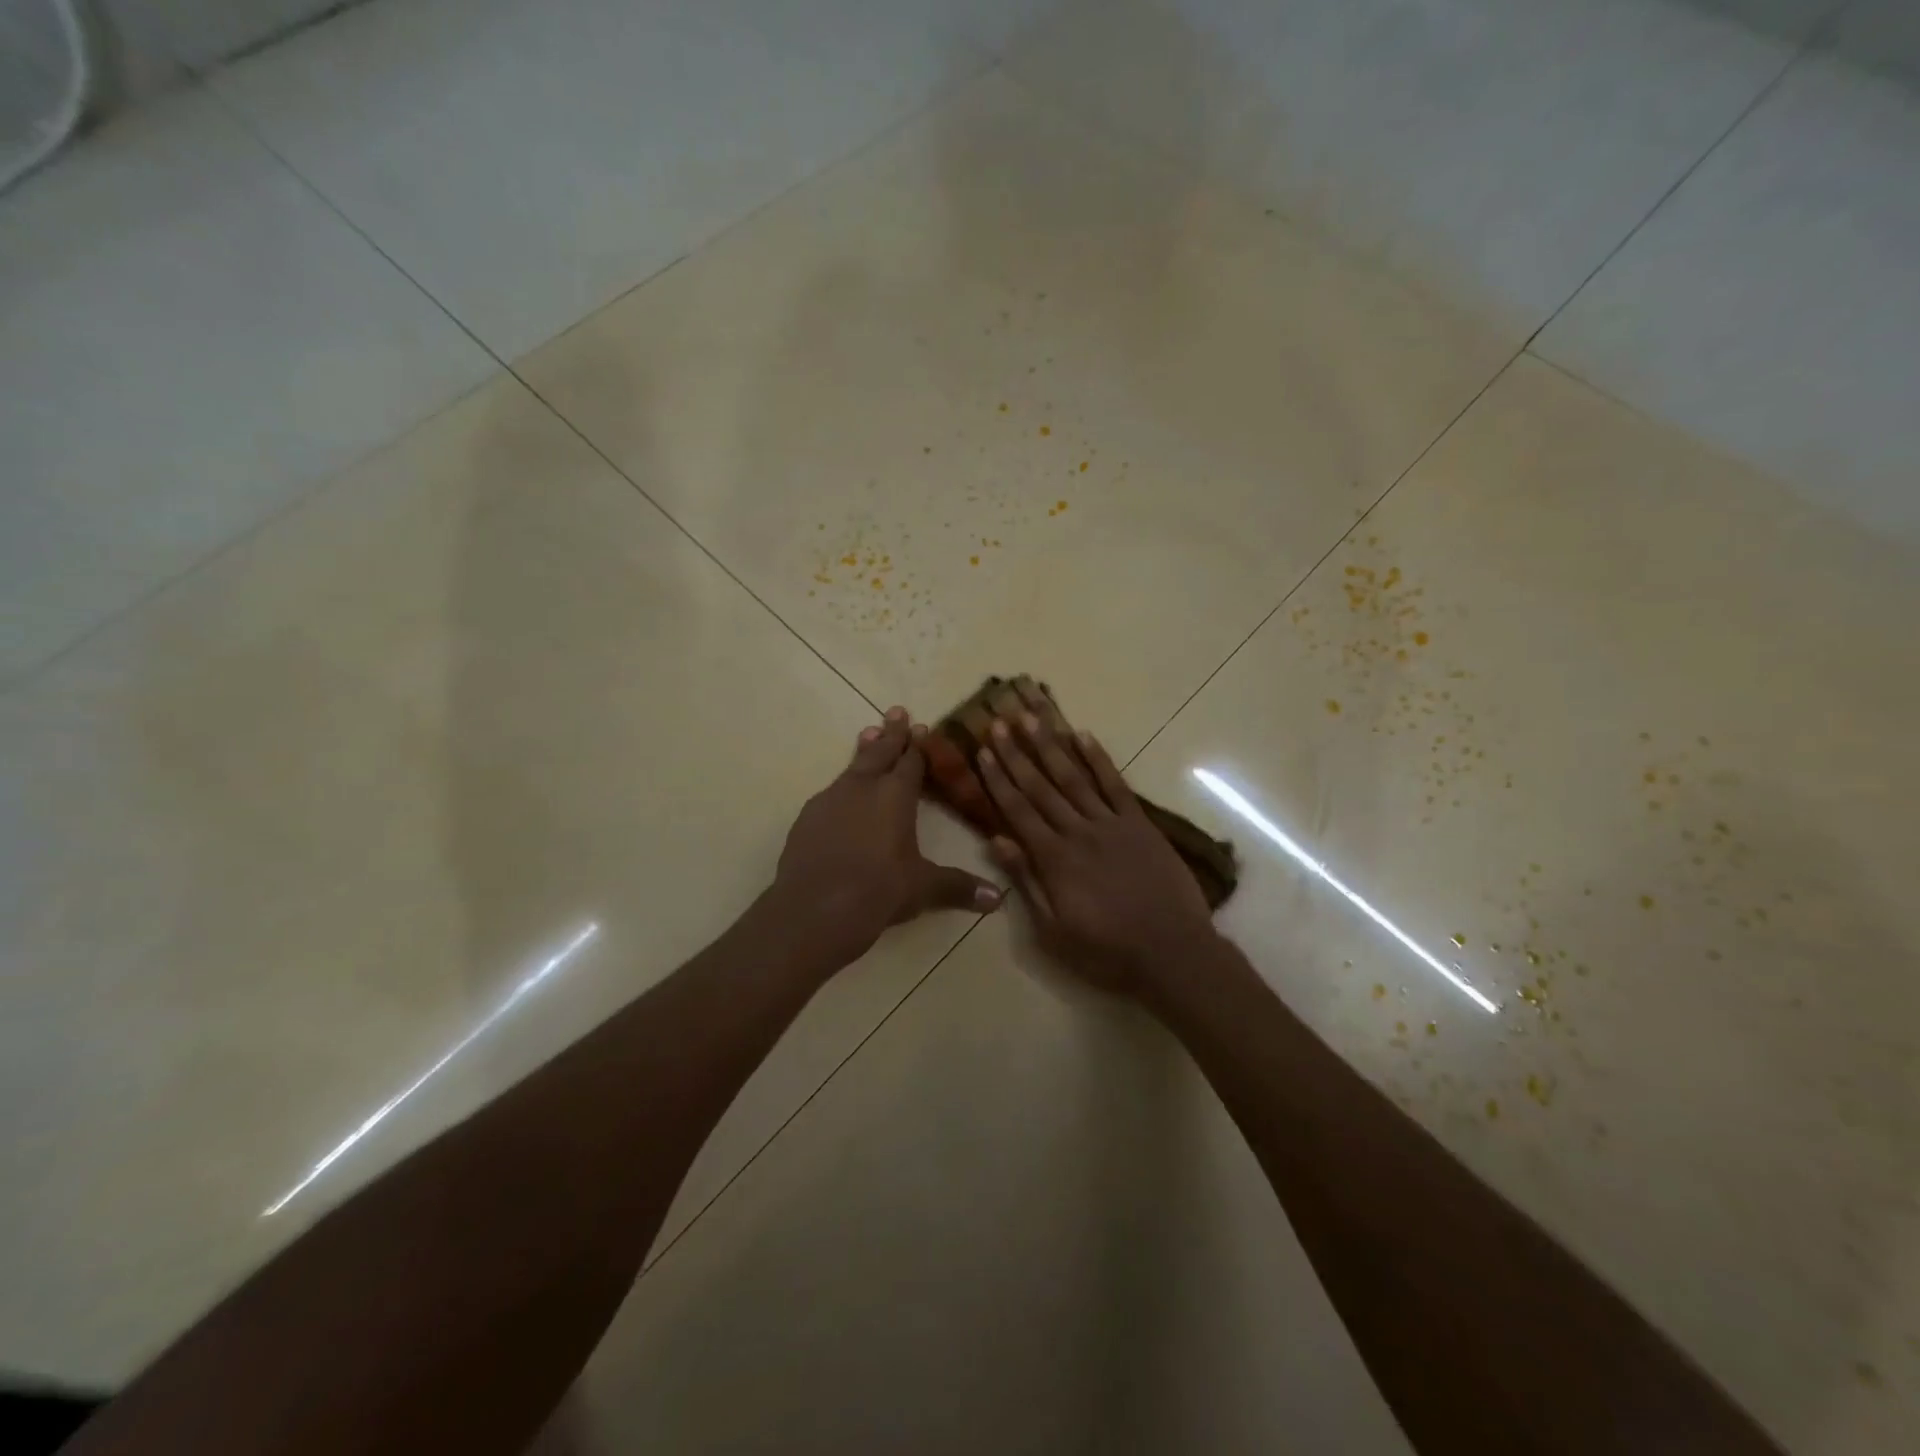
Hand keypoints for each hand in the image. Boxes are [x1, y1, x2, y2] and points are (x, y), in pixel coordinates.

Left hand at [771, 706, 1002, 970]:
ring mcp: (830, 800)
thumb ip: (958, 887)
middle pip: (880, 752)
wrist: (814, 909)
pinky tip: (841, 795)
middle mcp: (863, 788)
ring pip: (852, 767)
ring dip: (864, 751)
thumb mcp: (923, 889)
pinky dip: (843, 786)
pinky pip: (831, 792)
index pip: (911, 761)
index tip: (923, 727)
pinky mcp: (807, 818)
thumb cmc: (878, 891)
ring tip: (869, 734)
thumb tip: (997, 898)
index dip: (919, 745)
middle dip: (891, 733)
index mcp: (895, 796)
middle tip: (896, 710)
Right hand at [973, 688, 1216, 995]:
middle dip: (1016, 753)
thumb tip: (996, 840)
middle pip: (1040, 786)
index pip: (1018, 810)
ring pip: (1074, 777)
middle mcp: (1078, 832)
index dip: (998, 779)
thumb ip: (1026, 881)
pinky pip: (1115, 785)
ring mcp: (1111, 824)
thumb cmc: (1106, 951)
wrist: (1172, 953)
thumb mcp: (1053, 930)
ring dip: (1050, 745)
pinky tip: (1083, 735)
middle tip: (998, 721)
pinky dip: (1098, 759)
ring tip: (1031, 717)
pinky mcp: (1140, 824)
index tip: (982, 751)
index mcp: (1054, 859)